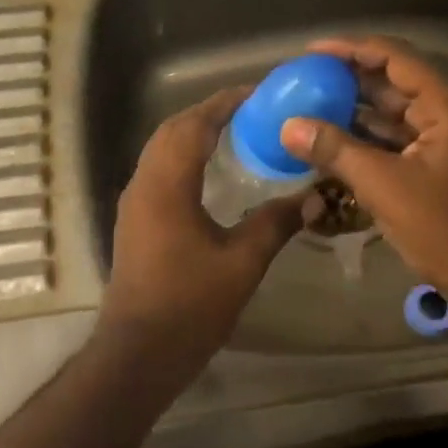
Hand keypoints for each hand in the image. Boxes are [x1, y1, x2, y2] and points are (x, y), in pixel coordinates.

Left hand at [102, 87, 310, 379]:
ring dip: (193, 133)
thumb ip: (276, 224)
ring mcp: (134, 203)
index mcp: (167, 186)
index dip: (224, 104)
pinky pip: (158, 170)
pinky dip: (183, 156)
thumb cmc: (189, 306)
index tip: (257, 93)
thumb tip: (313, 197)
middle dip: (208, 113)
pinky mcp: (134, 221)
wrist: (138, 354)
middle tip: (249, 111)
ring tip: (234, 133)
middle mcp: (143, 185)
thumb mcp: (242, 263)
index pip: (193, 125)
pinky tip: (210, 173)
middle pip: (172, 130)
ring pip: (161, 150)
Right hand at [279, 35, 447, 323]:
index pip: (394, 57)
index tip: (311, 54)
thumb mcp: (385, 187)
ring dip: (354, 113)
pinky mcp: (441, 168)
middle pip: (393, 84)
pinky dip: (367, 142)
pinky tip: (332, 145)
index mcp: (447, 105)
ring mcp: (447, 142)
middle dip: (348, 82)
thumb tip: (289, 126)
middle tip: (302, 82)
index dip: (350, 49)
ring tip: (308, 109)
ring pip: (393, 116)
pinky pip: (398, 143)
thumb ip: (336, 151)